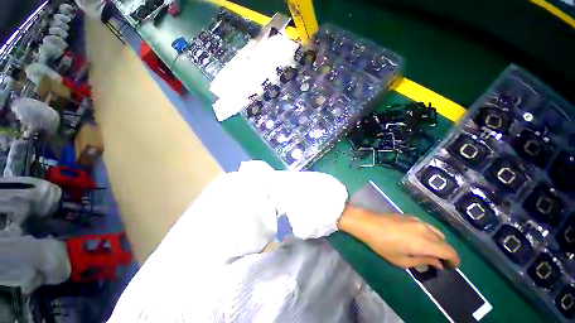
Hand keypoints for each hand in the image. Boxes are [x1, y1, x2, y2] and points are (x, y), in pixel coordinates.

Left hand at [338, 206, 459, 268]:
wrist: (367, 223)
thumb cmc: (382, 244)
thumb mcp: (402, 260)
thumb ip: (422, 261)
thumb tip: (437, 263)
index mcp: (425, 242)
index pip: (449, 251)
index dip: (454, 260)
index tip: (450, 267)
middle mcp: (425, 229)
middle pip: (444, 241)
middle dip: (445, 252)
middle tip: (437, 261)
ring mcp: (417, 220)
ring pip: (436, 232)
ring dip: (437, 242)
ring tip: (428, 251)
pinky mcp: (409, 215)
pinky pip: (426, 226)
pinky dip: (429, 234)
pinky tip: (419, 239)